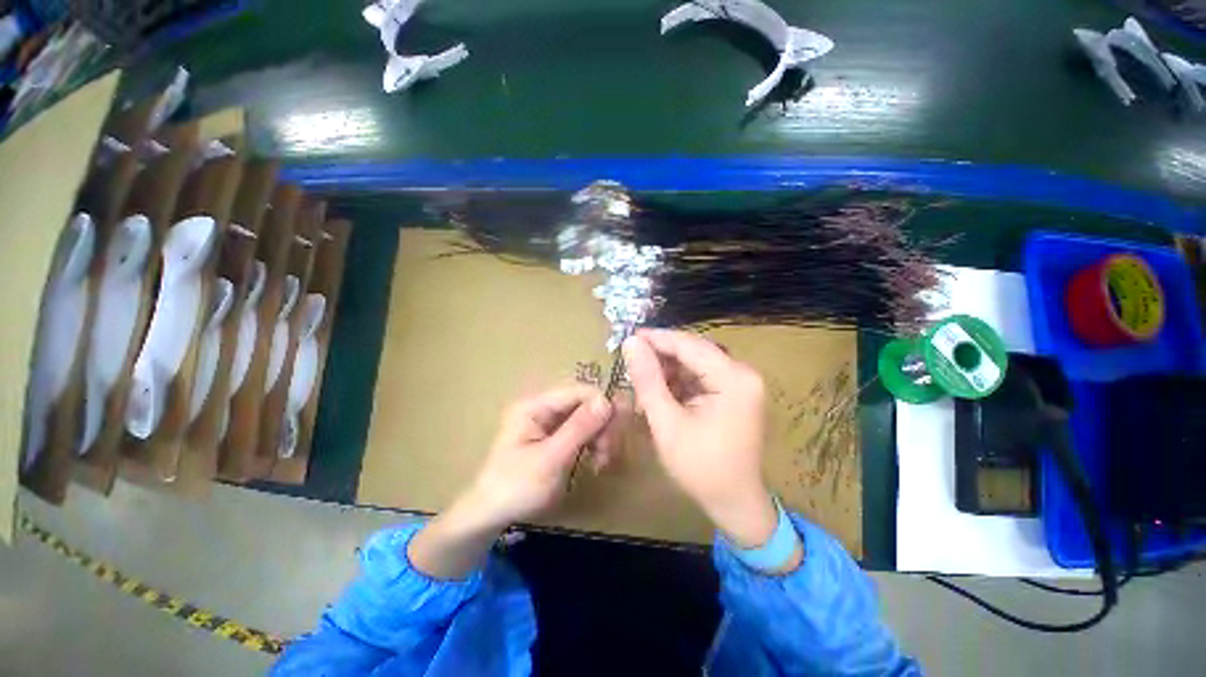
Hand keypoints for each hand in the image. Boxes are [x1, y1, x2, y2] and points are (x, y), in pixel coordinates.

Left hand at [464, 385, 612, 528]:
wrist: (489, 516)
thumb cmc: (516, 487)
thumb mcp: (550, 459)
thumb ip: (579, 429)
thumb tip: (607, 401)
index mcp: (536, 405)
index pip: (580, 391)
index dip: (602, 407)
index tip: (612, 436)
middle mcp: (544, 407)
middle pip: (586, 402)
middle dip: (602, 425)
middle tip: (606, 454)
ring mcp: (549, 421)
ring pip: (588, 417)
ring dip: (601, 436)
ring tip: (601, 462)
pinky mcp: (555, 436)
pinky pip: (583, 430)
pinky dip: (594, 443)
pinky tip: (596, 461)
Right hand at [623, 329, 777, 547]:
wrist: (734, 503)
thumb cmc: (700, 467)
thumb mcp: (666, 422)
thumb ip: (647, 380)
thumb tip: (631, 343)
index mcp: (734, 378)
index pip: (689, 345)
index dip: (657, 338)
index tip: (627, 336)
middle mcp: (743, 373)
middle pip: (694, 351)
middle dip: (661, 356)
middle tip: (631, 362)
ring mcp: (741, 383)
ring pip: (696, 363)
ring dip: (668, 370)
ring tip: (642, 382)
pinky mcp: (735, 392)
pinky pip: (701, 376)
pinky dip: (679, 382)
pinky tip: (660, 392)